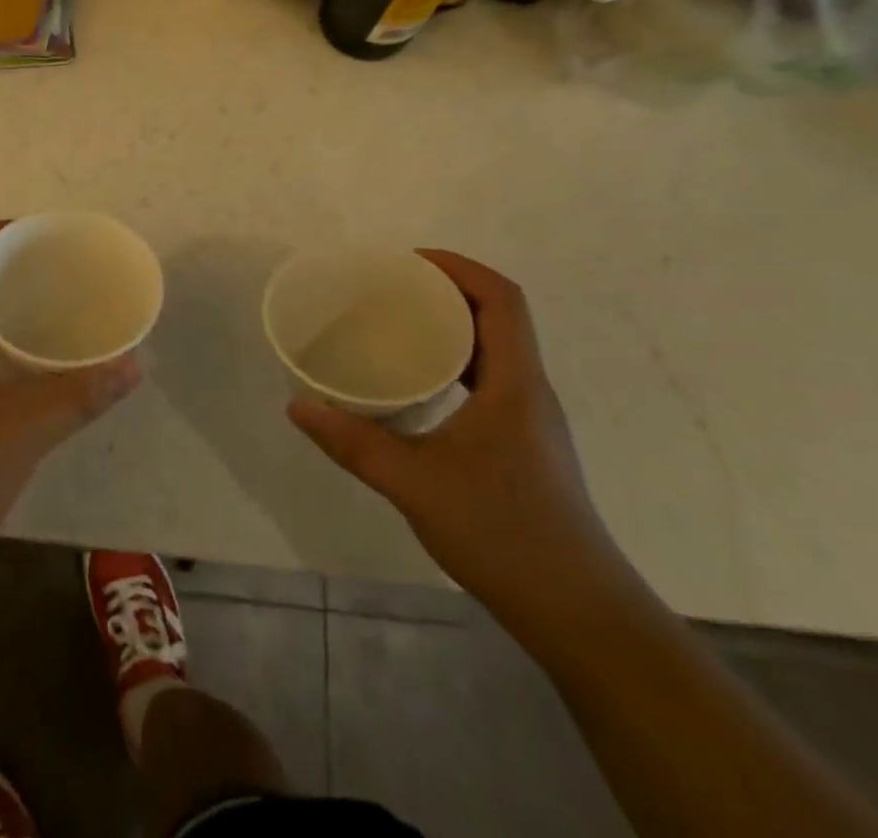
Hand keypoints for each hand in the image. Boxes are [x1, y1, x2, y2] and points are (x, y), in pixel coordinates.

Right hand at [288, 250, 634, 638]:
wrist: (579, 615)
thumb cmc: (503, 534)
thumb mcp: (414, 484)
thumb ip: (352, 442)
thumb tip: (297, 406)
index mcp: (515, 383)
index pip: (501, 298)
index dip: (459, 267)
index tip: (408, 261)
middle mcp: (530, 391)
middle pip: (498, 316)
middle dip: (447, 290)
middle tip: (390, 289)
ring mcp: (531, 420)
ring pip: (496, 350)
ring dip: (453, 327)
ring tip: (397, 326)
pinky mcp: (525, 445)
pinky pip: (490, 381)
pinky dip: (456, 364)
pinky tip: (420, 386)